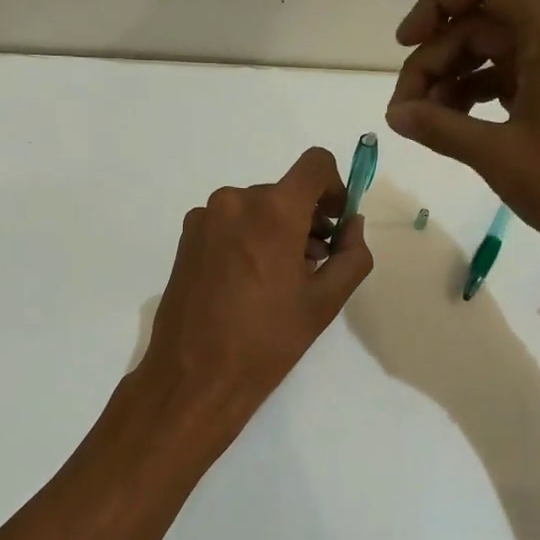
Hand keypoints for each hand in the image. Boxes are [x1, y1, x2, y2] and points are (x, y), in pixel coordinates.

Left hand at [135, 147, 374, 430]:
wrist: (194, 376)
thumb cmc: (267, 341)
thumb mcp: (325, 302)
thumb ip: (352, 254)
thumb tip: (351, 224)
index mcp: (273, 210)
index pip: (315, 164)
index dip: (334, 187)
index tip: (335, 222)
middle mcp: (235, 200)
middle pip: (285, 191)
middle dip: (306, 219)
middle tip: (313, 263)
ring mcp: (205, 216)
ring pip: (256, 207)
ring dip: (277, 230)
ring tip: (281, 278)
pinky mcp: (187, 235)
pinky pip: (230, 222)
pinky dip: (248, 237)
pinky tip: (249, 281)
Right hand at [384, 0, 539, 269]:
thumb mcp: (496, 154)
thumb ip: (439, 127)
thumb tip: (395, 115)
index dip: (439, 2)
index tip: (406, 43)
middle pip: (478, 21)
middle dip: (433, 56)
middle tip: (405, 108)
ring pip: (486, 51)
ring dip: (447, 77)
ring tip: (420, 121)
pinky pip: (502, 76)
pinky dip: (470, 93)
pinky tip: (447, 125)